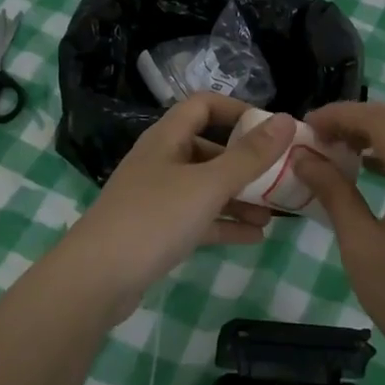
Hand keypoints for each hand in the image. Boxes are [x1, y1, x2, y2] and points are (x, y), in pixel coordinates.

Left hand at [60, 95, 295, 318]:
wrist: (96, 279)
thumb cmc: (154, 218)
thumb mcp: (209, 184)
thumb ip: (250, 155)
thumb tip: (287, 119)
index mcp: (167, 138)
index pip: (204, 105)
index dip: (237, 110)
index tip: (271, 129)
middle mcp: (161, 161)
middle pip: (209, 149)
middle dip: (246, 163)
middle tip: (281, 177)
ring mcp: (157, 197)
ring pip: (206, 187)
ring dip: (239, 197)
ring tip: (274, 213)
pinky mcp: (157, 230)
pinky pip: (198, 219)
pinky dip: (225, 224)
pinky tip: (255, 236)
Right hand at [293, 102, 384, 380]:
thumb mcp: (360, 244)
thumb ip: (333, 192)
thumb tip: (303, 157)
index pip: (381, 121)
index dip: (341, 115)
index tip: (306, 124)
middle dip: (360, 119)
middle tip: (321, 135)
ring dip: (383, 133)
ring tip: (344, 148)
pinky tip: (376, 170)